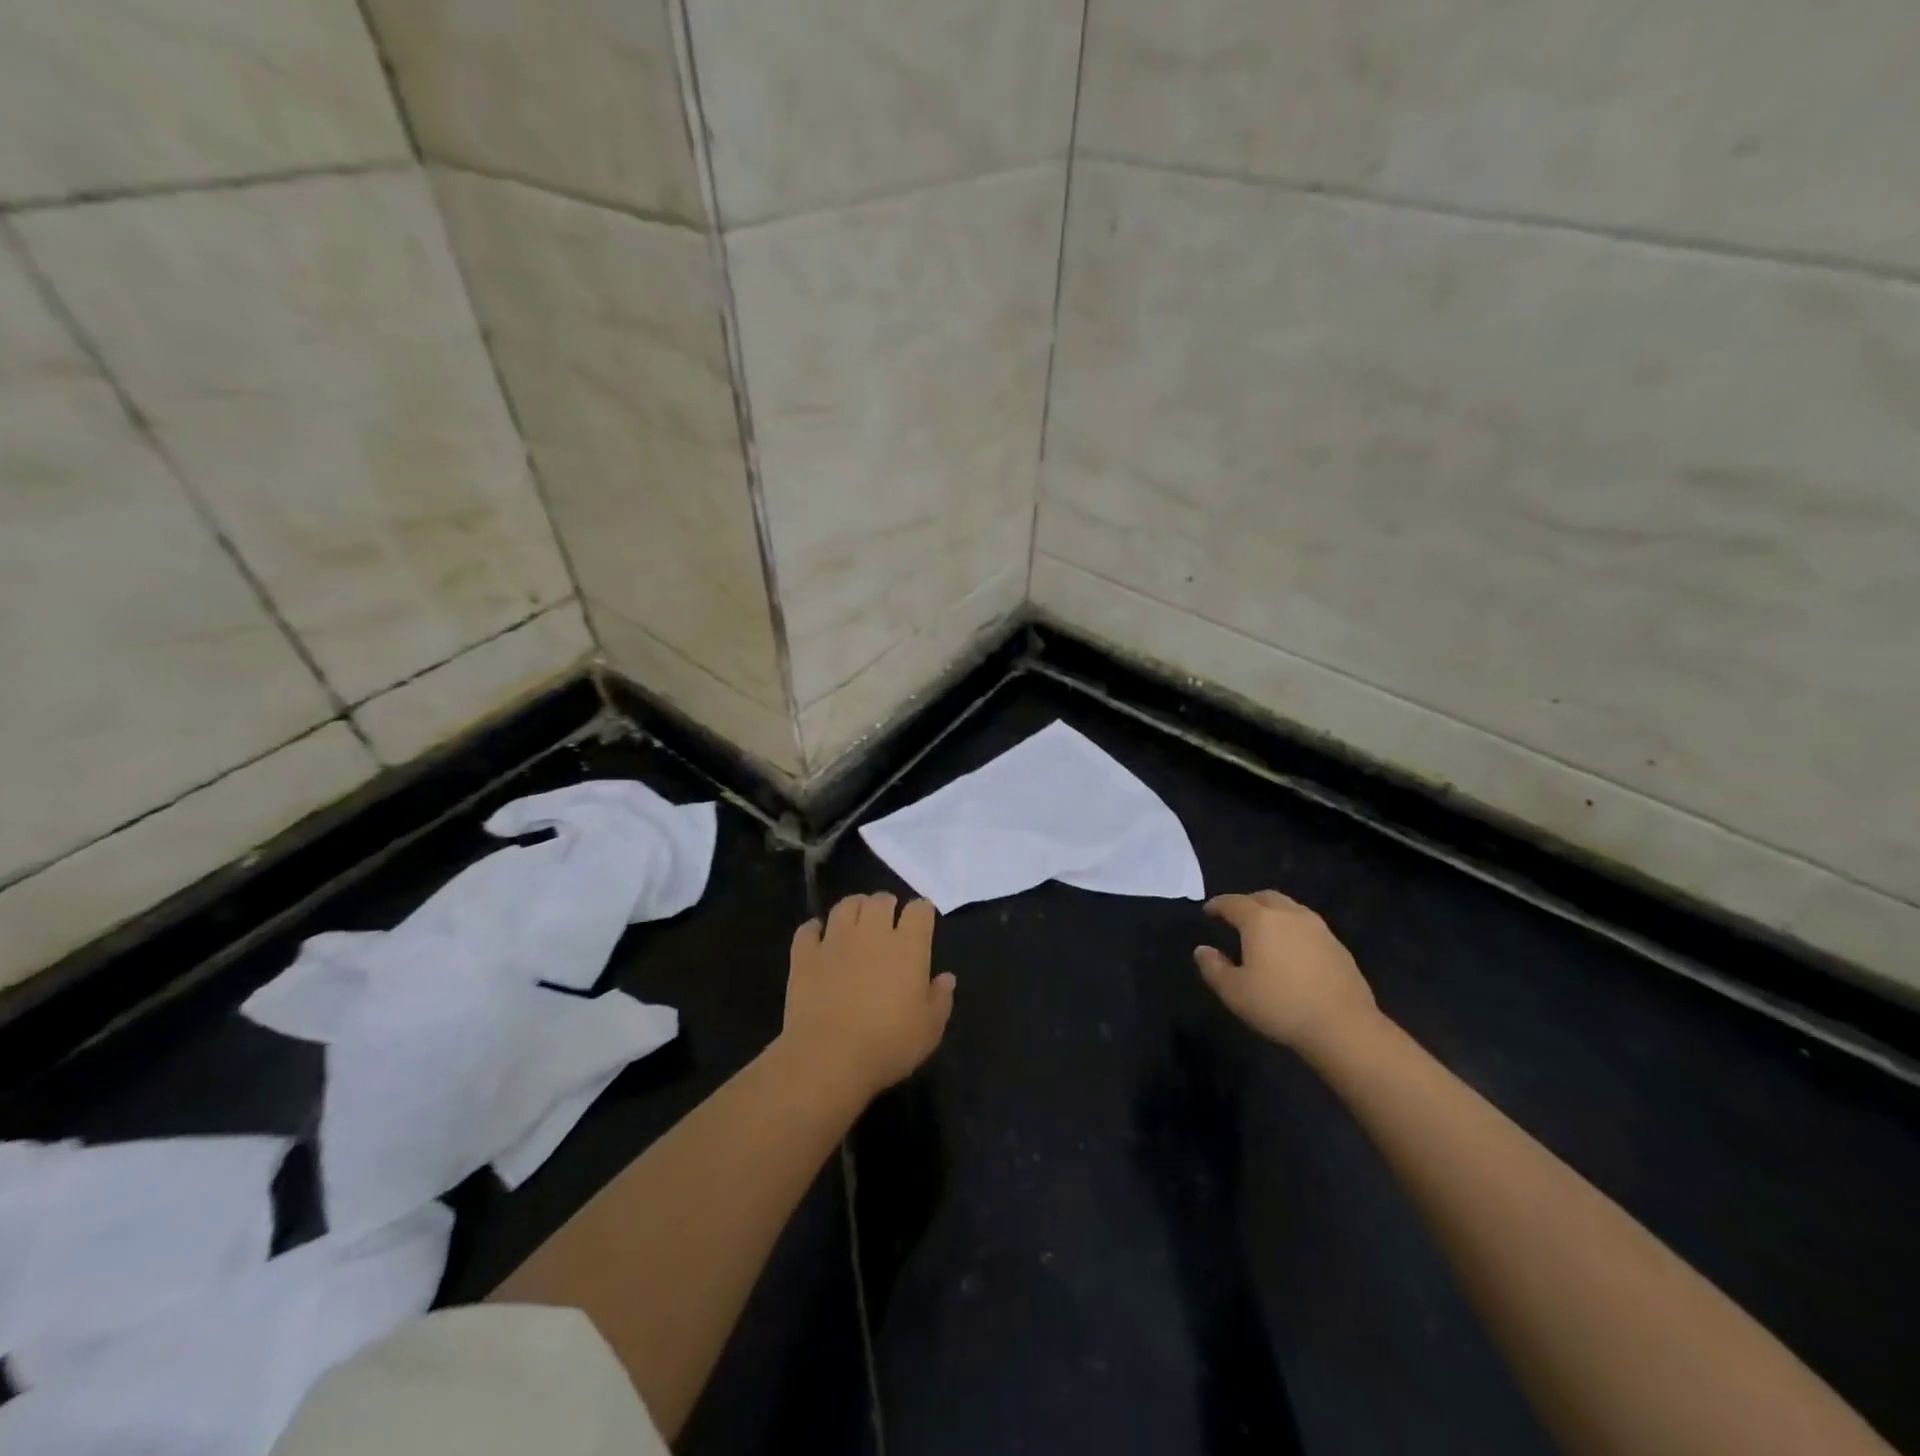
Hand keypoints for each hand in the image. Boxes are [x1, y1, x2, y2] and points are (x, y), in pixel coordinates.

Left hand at [781, 893, 954, 1103]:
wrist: (829, 1058)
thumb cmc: (889, 1044)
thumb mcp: (930, 1029)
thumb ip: (941, 998)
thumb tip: (946, 977)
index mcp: (908, 947)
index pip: (919, 910)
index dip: (922, 910)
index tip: (922, 919)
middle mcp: (872, 933)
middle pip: (880, 900)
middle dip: (887, 904)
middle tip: (888, 918)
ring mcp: (835, 941)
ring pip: (845, 906)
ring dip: (854, 907)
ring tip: (856, 918)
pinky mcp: (805, 956)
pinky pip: (808, 930)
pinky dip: (814, 929)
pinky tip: (818, 937)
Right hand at [1194, 891, 1377, 1057]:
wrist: (1344, 1026)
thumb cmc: (1281, 1005)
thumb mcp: (1235, 992)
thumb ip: (1213, 967)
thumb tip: (1202, 950)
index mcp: (1260, 921)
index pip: (1233, 902)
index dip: (1218, 905)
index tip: (1208, 911)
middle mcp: (1289, 915)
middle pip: (1264, 897)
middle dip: (1247, 902)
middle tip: (1236, 916)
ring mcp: (1318, 928)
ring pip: (1289, 908)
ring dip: (1273, 913)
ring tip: (1264, 931)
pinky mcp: (1337, 945)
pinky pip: (1307, 926)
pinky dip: (1292, 929)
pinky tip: (1291, 950)